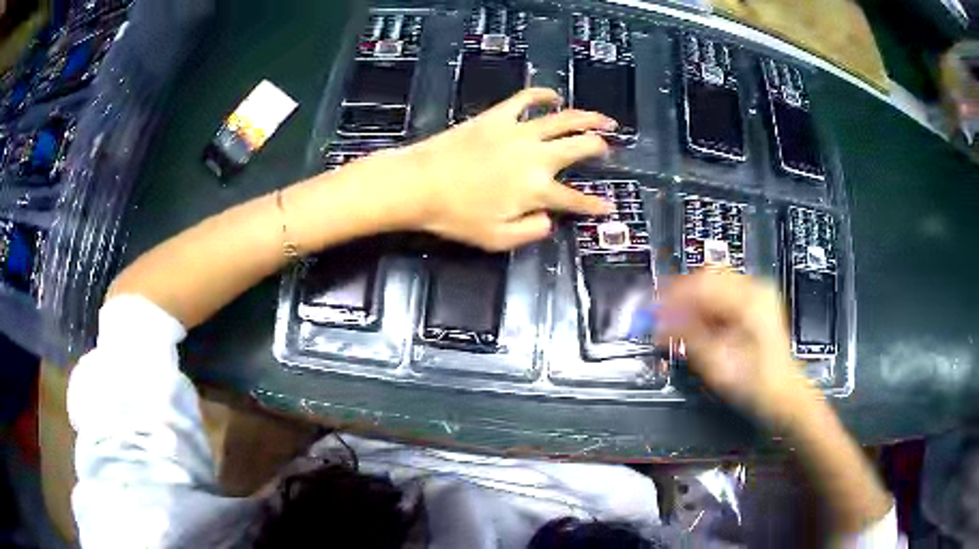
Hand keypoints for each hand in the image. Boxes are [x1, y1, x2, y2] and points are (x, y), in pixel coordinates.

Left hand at [388, 88, 615, 250]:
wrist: (420, 184)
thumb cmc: (456, 216)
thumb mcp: (496, 239)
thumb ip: (530, 231)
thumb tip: (550, 220)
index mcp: (537, 190)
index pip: (575, 200)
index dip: (595, 206)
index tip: (608, 206)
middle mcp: (537, 157)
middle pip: (579, 148)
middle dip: (600, 148)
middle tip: (610, 148)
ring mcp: (519, 132)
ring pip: (564, 119)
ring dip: (588, 118)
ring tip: (604, 119)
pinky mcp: (498, 116)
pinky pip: (526, 99)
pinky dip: (543, 95)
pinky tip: (554, 96)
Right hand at [656, 271, 814, 424]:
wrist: (783, 393)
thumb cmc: (755, 384)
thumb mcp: (717, 365)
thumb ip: (688, 337)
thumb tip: (659, 322)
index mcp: (750, 301)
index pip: (703, 284)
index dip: (674, 296)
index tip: (652, 311)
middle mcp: (756, 288)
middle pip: (708, 276)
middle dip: (682, 295)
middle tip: (662, 317)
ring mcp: (758, 293)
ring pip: (714, 282)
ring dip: (693, 301)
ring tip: (678, 324)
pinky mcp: (756, 301)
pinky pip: (723, 293)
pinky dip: (706, 306)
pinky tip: (698, 324)